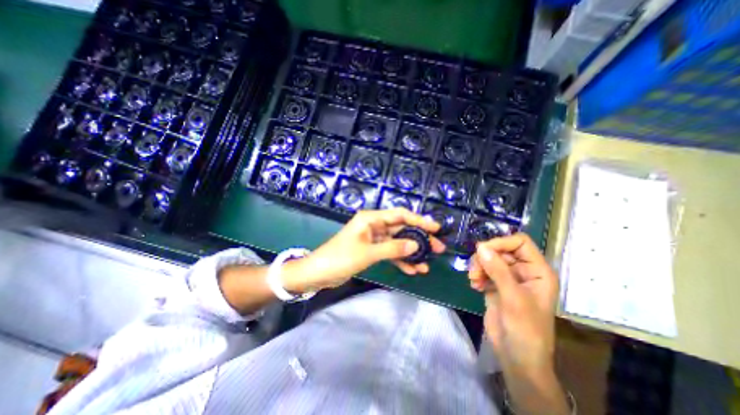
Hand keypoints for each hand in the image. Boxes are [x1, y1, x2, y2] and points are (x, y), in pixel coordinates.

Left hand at [283, 209, 443, 292]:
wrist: (318, 273)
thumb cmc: (340, 258)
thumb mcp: (367, 253)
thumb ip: (392, 248)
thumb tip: (416, 245)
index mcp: (371, 219)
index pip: (400, 214)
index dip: (419, 220)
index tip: (435, 228)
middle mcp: (374, 225)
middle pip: (401, 229)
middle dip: (419, 239)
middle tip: (437, 248)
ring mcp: (373, 239)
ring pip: (397, 243)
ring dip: (411, 253)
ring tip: (427, 264)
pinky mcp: (371, 251)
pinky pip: (390, 253)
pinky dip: (400, 260)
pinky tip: (412, 270)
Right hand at [471, 233, 557, 375]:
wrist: (516, 357)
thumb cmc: (525, 329)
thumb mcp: (513, 298)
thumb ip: (497, 270)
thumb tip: (480, 246)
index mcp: (537, 270)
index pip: (520, 242)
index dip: (501, 242)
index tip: (482, 251)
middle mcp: (523, 271)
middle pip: (501, 249)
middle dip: (485, 257)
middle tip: (475, 270)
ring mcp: (508, 278)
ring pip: (489, 258)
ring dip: (478, 266)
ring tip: (474, 279)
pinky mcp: (496, 285)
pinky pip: (483, 270)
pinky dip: (476, 274)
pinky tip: (474, 285)